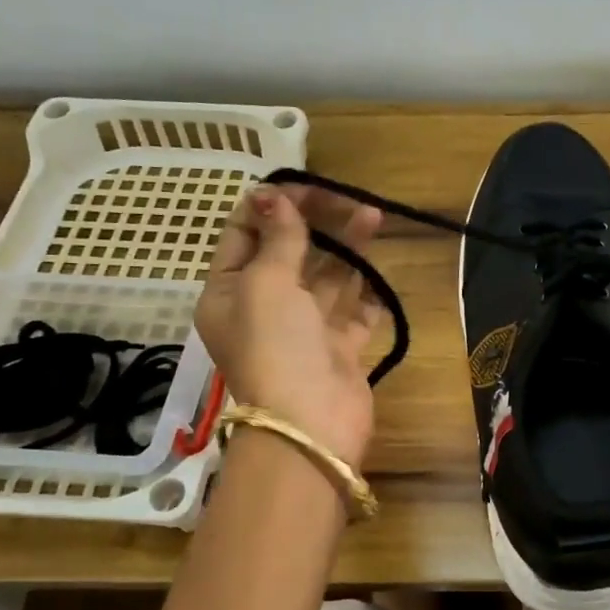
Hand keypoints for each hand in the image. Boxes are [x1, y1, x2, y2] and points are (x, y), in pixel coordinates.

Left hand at [194, 185, 384, 468]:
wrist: (310, 424)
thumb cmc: (277, 346)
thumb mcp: (266, 283)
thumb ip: (278, 238)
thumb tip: (273, 195)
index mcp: (229, 292)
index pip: (243, 235)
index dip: (271, 207)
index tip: (304, 185)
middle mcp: (263, 309)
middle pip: (289, 254)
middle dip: (316, 224)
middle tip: (348, 198)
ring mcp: (303, 332)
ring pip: (326, 280)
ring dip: (347, 250)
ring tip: (373, 217)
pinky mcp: (338, 351)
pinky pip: (353, 314)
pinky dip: (366, 294)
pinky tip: (380, 272)